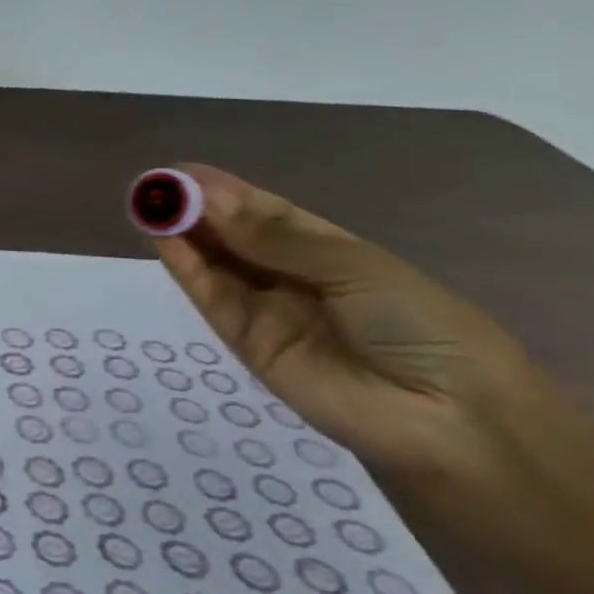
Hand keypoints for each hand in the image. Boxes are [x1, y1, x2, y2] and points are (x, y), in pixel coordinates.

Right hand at [145, 164, 574, 532]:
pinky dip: (184, 267)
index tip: (182, 172)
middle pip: (233, 236)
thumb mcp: (356, 268)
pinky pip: (210, 297)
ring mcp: (266, 310)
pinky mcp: (244, 342)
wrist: (447, 421)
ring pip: (215, 264)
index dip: (225, 192)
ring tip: (146, 203)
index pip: (267, 213)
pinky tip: (161, 238)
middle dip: (195, 208)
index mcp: (331, 251)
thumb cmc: (422, 328)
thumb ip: (275, 238)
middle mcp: (292, 277)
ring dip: (181, 233)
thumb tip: (208, 200)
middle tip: (153, 185)